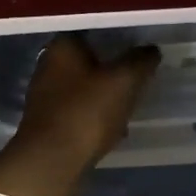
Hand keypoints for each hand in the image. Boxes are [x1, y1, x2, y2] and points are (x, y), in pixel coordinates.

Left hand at [10, 35, 161, 172]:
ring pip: (85, 88)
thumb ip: (140, 60)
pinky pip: (79, 112)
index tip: (140, 53)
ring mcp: (45, 96)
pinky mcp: (47, 123)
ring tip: (130, 107)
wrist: (51, 162)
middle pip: (89, 61)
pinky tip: (113, 130)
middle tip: (139, 80)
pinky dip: (95, 117)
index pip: (95, 33)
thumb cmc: (87, 112)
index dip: (119, 41)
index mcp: (63, 47)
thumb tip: (151, 50)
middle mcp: (48, 66)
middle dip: (113, 71)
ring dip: (106, 96)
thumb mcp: (124, 81)